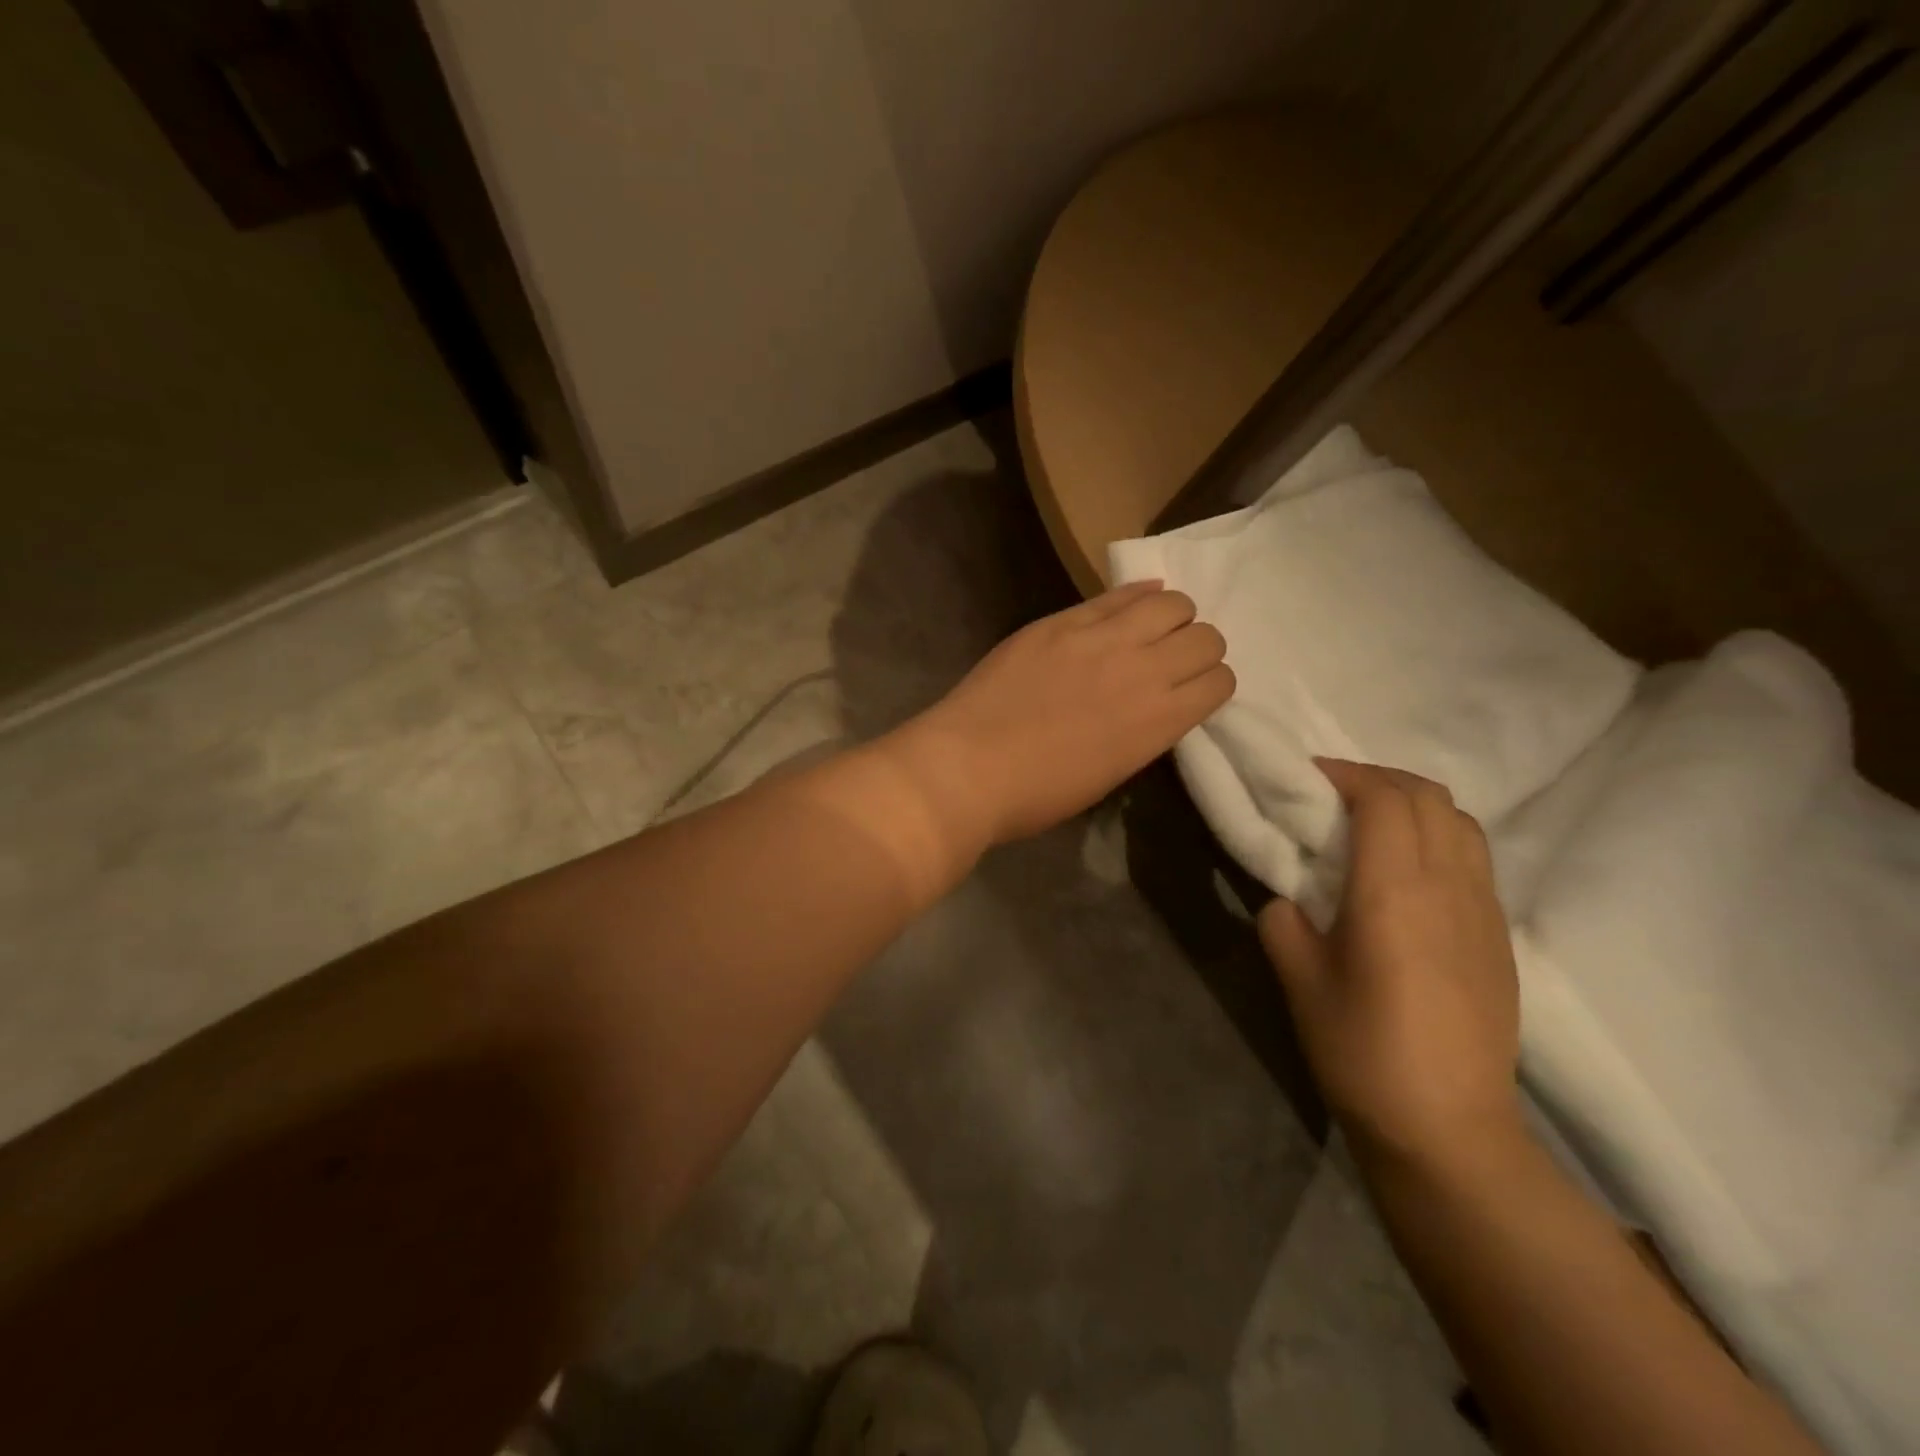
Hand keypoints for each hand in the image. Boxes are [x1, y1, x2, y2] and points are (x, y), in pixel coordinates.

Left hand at [893, 581, 1234, 848]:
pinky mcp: (1061, 620)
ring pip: (1170, 602)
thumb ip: (1142, 732)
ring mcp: (1100, 638)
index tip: (1189, 692)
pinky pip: (1116, 594)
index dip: (1208, 685)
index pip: (1220, 681)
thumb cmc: (1036, 793)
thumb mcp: (1109, 773)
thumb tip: (1151, 706)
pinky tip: (1129, 604)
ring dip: (1171, 616)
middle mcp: (1143, 670)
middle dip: (1196, 648)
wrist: (968, 767)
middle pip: (1205, 636)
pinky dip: (1134, 595)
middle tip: (1169, 659)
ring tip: (1148, 629)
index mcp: (1159, 722)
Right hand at [1259, 759, 1522, 1165]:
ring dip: (1414, 804)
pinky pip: (1474, 858)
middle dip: (1378, 778)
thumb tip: (1289, 900)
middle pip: (1429, 797)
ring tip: (1372, 822)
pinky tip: (1407, 871)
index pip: (1384, 799)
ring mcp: (1484, 911)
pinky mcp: (1500, 937)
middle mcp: (1449, 887)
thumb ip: (1284, 922)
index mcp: (1394, 891)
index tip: (1308, 776)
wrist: (1448, 1128)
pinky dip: (1438, 836)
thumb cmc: (1361, 1050)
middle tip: (1334, 792)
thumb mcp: (1298, 980)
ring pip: (1461, 822)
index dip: (1345, 773)